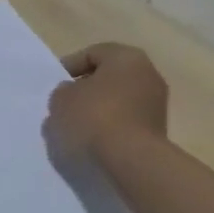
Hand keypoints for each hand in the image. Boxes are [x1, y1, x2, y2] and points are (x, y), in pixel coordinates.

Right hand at [45, 42, 168, 158]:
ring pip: (118, 99)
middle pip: (108, 76)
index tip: (55, 85)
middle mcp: (147, 73)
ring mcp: (156, 102)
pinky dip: (110, 125)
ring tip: (76, 125)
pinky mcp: (158, 128)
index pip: (92, 54)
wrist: (132, 158)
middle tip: (65, 103)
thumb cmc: (95, 116)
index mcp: (126, 56)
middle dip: (86, 88)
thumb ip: (63, 90)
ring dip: (98, 108)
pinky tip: (94, 139)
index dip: (69, 67)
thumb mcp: (62, 98)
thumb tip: (73, 93)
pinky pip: (127, 119)